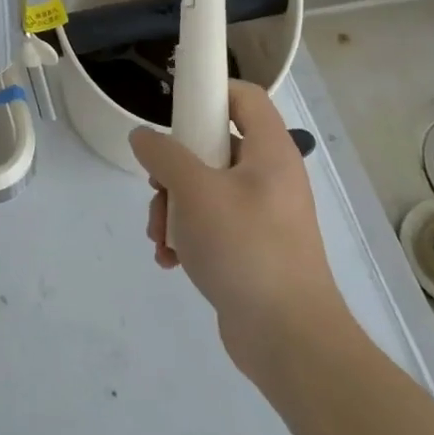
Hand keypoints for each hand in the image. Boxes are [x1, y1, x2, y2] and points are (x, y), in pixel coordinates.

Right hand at [130, 81, 342, 364]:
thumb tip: (142, 138)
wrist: (290, 342)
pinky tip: (170, 260)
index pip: (243, 97)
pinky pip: (211, 226)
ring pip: (204, 189)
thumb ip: (163, 156)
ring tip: (160, 235)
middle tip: (157, 188)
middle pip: (212, 146)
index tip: (173, 109)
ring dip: (173, 207)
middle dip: (173, 168)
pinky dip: (187, 236)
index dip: (209, 92)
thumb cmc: (246, 249)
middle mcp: (269, 177)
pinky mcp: (252, 250)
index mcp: (270, 152)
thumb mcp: (194, 192)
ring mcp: (262, 216)